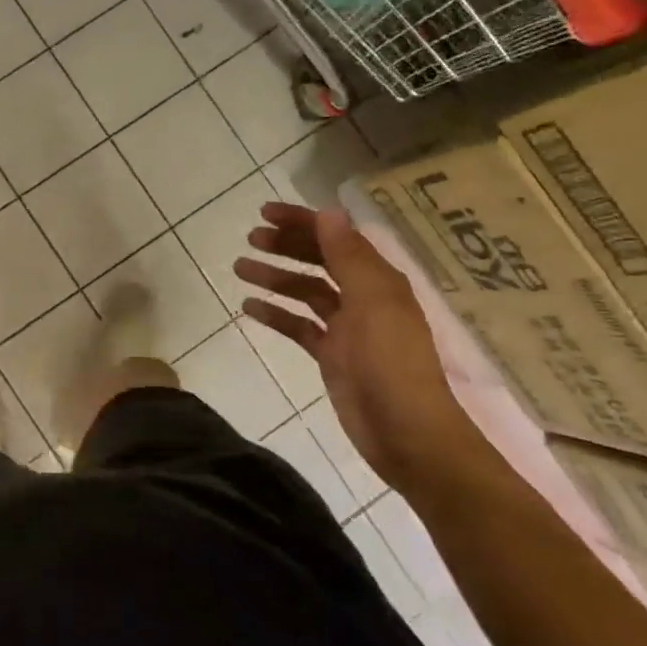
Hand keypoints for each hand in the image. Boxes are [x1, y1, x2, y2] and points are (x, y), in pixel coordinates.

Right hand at [234, 202, 476, 492]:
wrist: (406, 433)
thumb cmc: (391, 363)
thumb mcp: (372, 303)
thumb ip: (349, 257)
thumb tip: (329, 212)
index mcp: (378, 279)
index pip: (337, 238)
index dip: (303, 222)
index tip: (265, 213)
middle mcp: (363, 297)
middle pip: (319, 261)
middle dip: (286, 246)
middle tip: (250, 239)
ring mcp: (346, 328)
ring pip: (305, 292)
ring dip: (275, 278)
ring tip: (239, 267)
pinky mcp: (331, 355)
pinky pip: (298, 326)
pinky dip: (276, 314)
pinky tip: (249, 307)